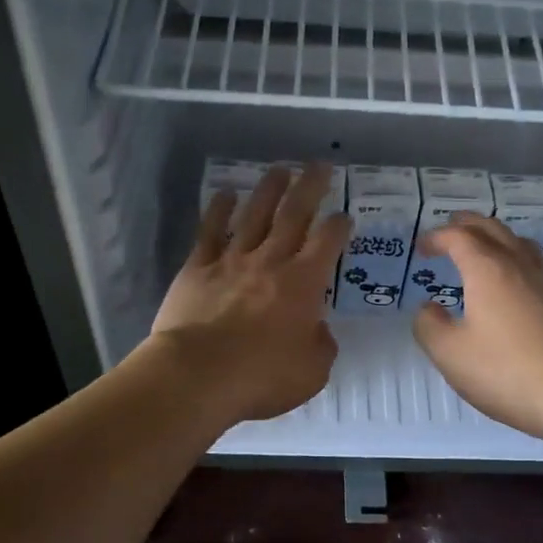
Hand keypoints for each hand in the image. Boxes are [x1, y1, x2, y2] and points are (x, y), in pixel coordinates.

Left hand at [147, 163, 350, 426]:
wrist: (198, 375)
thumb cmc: (262, 376)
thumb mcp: (312, 371)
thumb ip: (321, 345)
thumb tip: (318, 329)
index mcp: (304, 283)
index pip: (328, 243)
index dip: (339, 226)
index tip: (344, 216)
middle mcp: (271, 261)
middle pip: (294, 214)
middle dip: (310, 187)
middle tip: (319, 165)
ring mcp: (232, 260)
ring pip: (254, 214)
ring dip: (269, 189)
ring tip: (279, 169)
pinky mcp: (198, 268)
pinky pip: (210, 231)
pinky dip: (219, 210)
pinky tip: (225, 194)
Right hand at [411, 213, 542, 443]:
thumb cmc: (504, 370)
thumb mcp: (450, 353)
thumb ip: (429, 325)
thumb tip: (428, 308)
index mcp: (487, 269)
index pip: (459, 237)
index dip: (437, 237)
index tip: (421, 248)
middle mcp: (517, 265)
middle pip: (492, 229)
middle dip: (466, 225)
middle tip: (448, 230)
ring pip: (517, 241)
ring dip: (494, 235)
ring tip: (480, 246)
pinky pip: (532, 262)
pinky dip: (513, 255)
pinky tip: (509, 279)